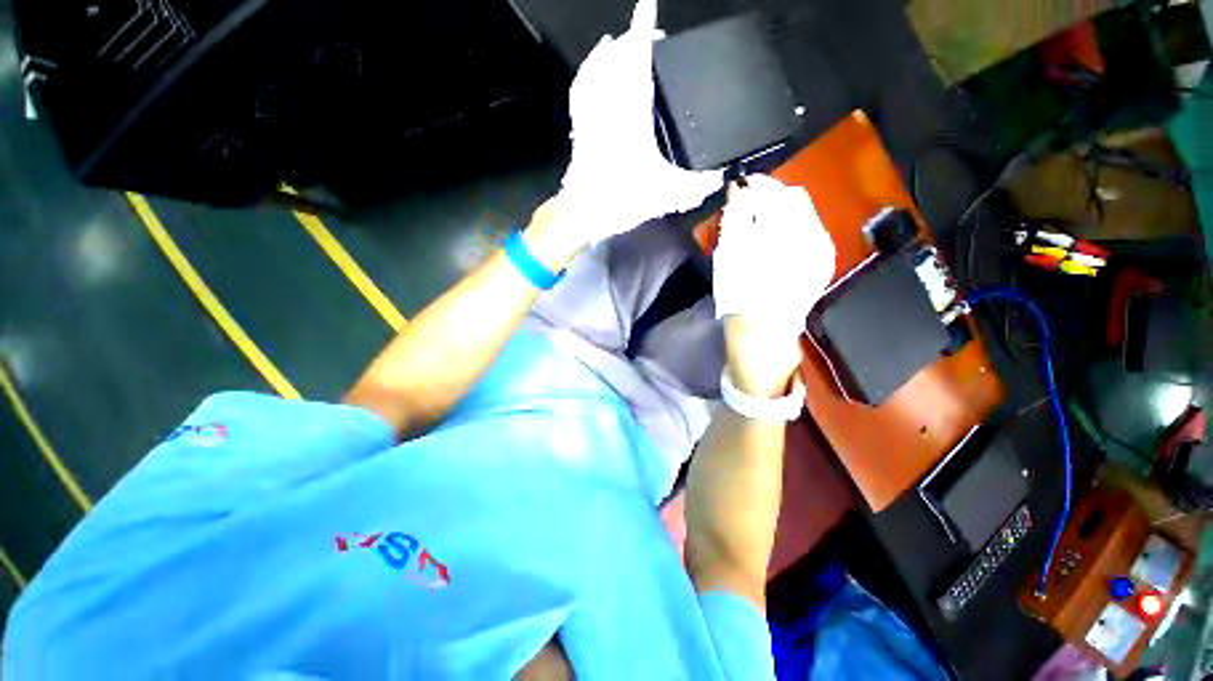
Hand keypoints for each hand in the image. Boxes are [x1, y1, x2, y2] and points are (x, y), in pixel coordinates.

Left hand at [556, 0, 722, 243]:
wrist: (582, 213)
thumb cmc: (621, 200)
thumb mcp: (665, 195)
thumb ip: (695, 187)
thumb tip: (720, 178)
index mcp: (630, 113)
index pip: (636, 60)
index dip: (642, 30)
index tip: (647, 6)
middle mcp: (607, 106)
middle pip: (615, 57)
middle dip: (631, 39)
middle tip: (647, 35)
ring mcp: (590, 115)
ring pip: (595, 69)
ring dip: (609, 51)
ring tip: (619, 43)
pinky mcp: (579, 128)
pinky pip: (580, 89)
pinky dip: (587, 72)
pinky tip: (593, 69)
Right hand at [713, 175, 836, 393]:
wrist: (763, 334)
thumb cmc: (739, 296)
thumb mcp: (729, 256)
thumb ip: (736, 218)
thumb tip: (739, 190)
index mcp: (786, 234)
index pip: (774, 192)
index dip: (756, 186)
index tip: (739, 187)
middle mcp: (812, 236)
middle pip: (793, 198)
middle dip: (769, 195)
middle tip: (746, 204)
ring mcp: (821, 249)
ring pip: (802, 212)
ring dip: (779, 209)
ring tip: (757, 220)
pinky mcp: (822, 260)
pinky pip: (808, 228)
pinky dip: (789, 224)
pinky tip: (773, 236)